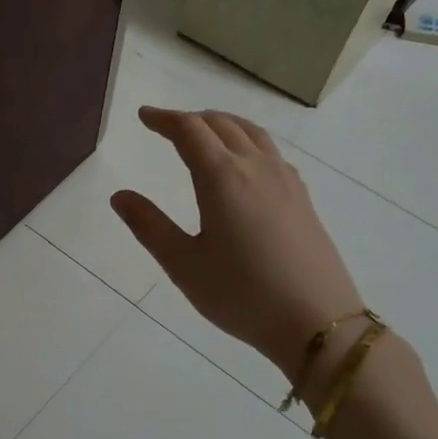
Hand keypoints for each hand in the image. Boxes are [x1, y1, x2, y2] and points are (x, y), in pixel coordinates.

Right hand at [111, 107, 361, 376]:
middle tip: (167, 126)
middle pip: (222, 124)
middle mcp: (255, 167)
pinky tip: (245, 163)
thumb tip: (120, 196)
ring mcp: (285, 181)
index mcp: (222, 177)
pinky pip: (271, 152)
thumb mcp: (183, 264)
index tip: (144, 116)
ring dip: (222, 124)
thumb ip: (149, 226)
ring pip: (252, 133)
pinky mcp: (302, 198)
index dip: (164, 119)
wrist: (318, 322)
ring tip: (204, 132)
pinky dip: (248, 141)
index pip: (189, 131)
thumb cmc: (241, 294)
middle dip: (191, 119)